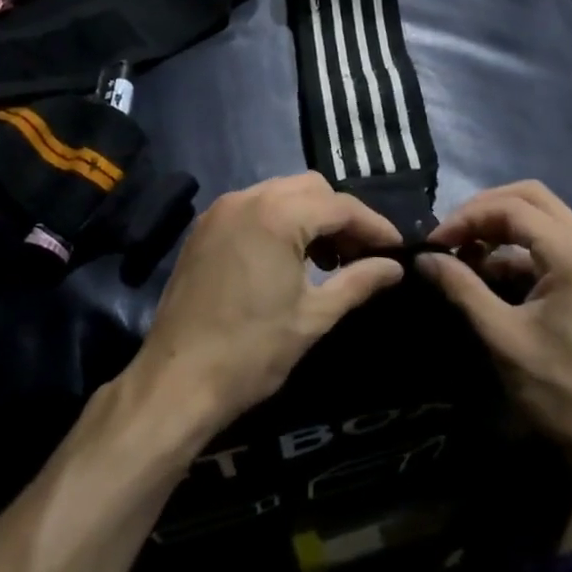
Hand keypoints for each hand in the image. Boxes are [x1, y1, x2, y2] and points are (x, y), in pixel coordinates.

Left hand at [130, 173, 404, 433]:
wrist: (175, 382)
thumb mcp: (314, 317)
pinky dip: (280, 220)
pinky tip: (289, 258)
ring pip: (281, 193)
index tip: (396, 249)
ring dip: (310, 216)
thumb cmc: (251, 352)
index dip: (373, 225)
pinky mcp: (205, 227)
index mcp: (277, 215)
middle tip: (361, 255)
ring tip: (328, 260)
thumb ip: (359, 282)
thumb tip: (394, 267)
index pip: (340, 206)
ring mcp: (222, 209)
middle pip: (311, 188)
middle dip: (341, 216)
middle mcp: (248, 198)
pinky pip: (255, 206)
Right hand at [416, 181, 571, 457]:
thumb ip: (462, 288)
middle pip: (531, 197)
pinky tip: (491, 274)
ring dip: (501, 226)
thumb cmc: (562, 391)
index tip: (435, 243)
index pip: (512, 208)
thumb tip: (424, 258)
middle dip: (485, 210)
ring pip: (542, 216)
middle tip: (452, 236)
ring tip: (465, 253)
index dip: (467, 218)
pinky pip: (551, 242)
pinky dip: (518, 247)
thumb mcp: (503, 337)